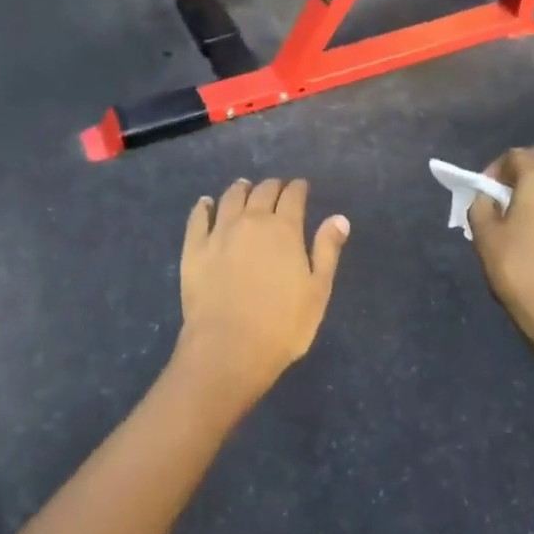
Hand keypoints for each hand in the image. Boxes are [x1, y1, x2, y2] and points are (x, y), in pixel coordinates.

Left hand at [175, 178, 349, 405]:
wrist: (229, 347)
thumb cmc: (282, 325)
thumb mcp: (317, 291)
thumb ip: (327, 250)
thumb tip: (338, 218)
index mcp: (284, 229)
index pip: (293, 197)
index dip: (299, 188)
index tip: (301, 186)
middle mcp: (251, 221)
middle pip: (262, 192)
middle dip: (273, 186)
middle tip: (277, 187)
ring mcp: (219, 233)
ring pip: (230, 198)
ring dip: (240, 189)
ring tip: (244, 187)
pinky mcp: (194, 249)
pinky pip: (198, 218)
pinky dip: (204, 206)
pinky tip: (206, 204)